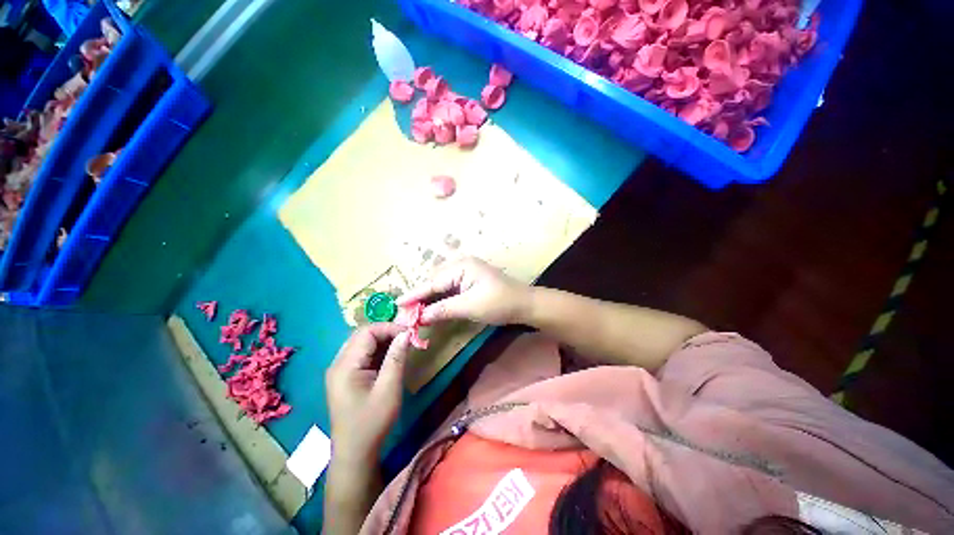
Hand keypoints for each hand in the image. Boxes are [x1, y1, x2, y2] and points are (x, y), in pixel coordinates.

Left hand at [326, 323, 410, 460]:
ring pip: (363, 343)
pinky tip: (392, 356)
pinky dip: (379, 351)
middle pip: (363, 335)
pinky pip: (363, 354)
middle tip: (408, 338)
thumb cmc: (372, 422)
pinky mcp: (346, 376)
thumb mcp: (389, 388)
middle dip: (387, 332)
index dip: (389, 328)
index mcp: (345, 366)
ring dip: (384, 340)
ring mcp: (341, 370)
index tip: (410, 334)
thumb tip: (406, 333)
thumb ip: (396, 358)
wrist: (355, 452)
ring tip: (403, 345)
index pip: (366, 332)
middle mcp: (339, 363)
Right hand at [398, 257, 531, 325]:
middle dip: (420, 297)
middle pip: (434, 282)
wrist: (524, 304)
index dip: (414, 295)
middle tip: (405, 312)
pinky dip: (440, 299)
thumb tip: (420, 316)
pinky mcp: (468, 281)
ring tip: (413, 311)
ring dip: (428, 298)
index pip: (432, 282)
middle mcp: (460, 265)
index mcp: (461, 266)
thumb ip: (443, 309)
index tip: (396, 304)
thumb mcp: (470, 307)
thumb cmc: (499, 303)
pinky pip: (449, 289)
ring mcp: (465, 272)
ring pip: (440, 286)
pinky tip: (431, 308)